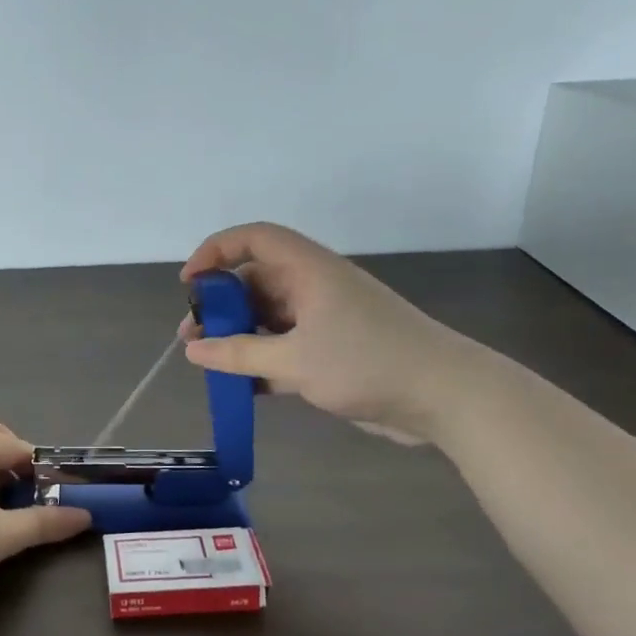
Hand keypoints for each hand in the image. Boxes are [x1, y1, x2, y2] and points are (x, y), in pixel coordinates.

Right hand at [178, 222, 484, 445]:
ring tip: (212, 364)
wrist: (446, 396)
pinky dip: (264, 361)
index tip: (190, 283)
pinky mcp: (336, 350)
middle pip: (257, 281)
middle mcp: (315, 287)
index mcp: (309, 271)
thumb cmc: (368, 363)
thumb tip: (193, 349)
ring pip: (270, 318)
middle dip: (222, 306)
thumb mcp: (295, 361)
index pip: (254, 239)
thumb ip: (239, 354)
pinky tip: (244, 387)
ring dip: (240, 336)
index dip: (216, 250)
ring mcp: (326, 319)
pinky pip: (287, 347)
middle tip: (194, 336)